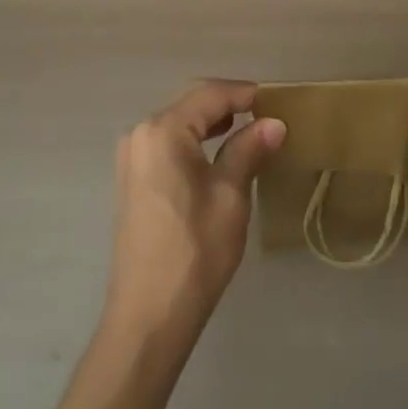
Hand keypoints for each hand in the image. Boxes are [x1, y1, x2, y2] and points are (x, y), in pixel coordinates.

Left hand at [103, 80, 285, 341]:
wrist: (148, 316)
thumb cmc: (195, 251)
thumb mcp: (231, 196)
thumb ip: (248, 150)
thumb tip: (274, 123)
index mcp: (163, 131)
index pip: (209, 94)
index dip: (244, 92)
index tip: (275, 99)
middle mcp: (141, 134)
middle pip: (190, 104)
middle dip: (228, 104)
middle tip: (266, 114)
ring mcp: (132, 157)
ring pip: (178, 123)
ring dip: (211, 122)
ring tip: (248, 130)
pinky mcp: (132, 178)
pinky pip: (167, 143)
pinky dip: (194, 140)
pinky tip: (217, 152)